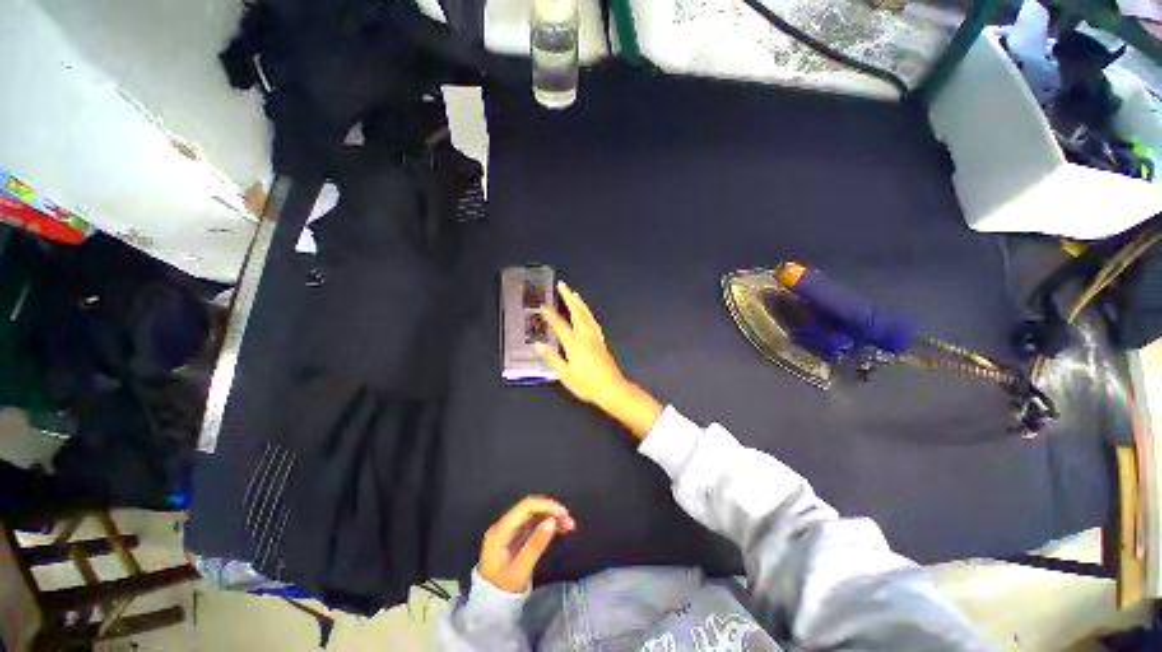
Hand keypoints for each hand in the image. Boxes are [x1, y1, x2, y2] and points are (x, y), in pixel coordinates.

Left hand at [478, 496, 574, 592]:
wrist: (488, 607)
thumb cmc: (503, 589)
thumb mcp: (520, 570)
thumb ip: (535, 544)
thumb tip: (552, 520)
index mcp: (501, 529)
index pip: (526, 506)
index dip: (546, 505)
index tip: (564, 513)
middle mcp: (503, 524)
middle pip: (530, 508)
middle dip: (551, 510)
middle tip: (569, 521)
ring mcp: (508, 530)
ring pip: (533, 514)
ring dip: (550, 516)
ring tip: (568, 525)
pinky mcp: (514, 536)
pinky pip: (532, 523)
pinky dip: (546, 523)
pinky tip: (558, 529)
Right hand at [537, 282, 661, 437]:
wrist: (611, 388)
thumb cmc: (586, 384)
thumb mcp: (565, 374)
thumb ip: (552, 358)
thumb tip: (537, 345)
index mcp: (574, 343)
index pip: (559, 324)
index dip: (549, 315)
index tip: (541, 306)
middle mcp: (585, 335)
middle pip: (576, 311)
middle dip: (568, 297)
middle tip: (562, 285)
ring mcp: (595, 336)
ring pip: (586, 314)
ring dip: (579, 302)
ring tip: (574, 293)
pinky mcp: (601, 340)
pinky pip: (593, 320)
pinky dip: (588, 312)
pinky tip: (587, 313)